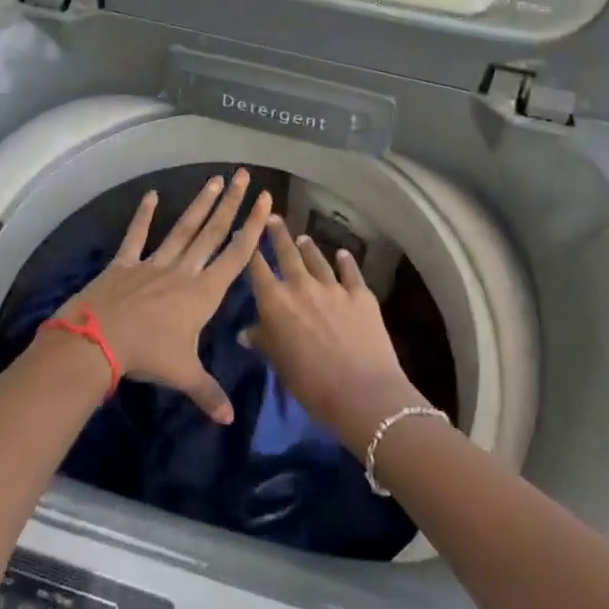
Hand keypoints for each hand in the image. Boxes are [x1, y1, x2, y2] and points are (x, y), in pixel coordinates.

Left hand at [54, 170, 271, 423]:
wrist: (100, 341)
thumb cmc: (147, 356)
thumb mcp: (183, 375)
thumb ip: (208, 393)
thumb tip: (230, 419)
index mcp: (203, 293)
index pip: (235, 255)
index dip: (252, 228)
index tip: (264, 202)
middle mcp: (184, 271)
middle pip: (213, 233)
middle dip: (231, 204)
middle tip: (242, 175)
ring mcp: (154, 263)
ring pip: (183, 229)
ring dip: (200, 204)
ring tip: (214, 180)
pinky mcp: (126, 263)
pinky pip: (137, 236)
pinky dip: (144, 216)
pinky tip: (152, 195)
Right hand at [245, 220, 429, 454]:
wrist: (361, 391)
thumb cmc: (310, 384)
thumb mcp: (279, 363)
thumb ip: (263, 340)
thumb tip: (246, 332)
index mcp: (275, 302)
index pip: (257, 268)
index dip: (251, 249)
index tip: (247, 233)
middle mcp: (301, 286)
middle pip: (287, 253)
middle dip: (278, 234)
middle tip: (273, 217)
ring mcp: (333, 287)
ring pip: (317, 259)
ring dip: (308, 248)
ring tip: (303, 237)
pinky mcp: (360, 294)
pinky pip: (350, 271)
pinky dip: (345, 261)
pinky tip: (343, 254)